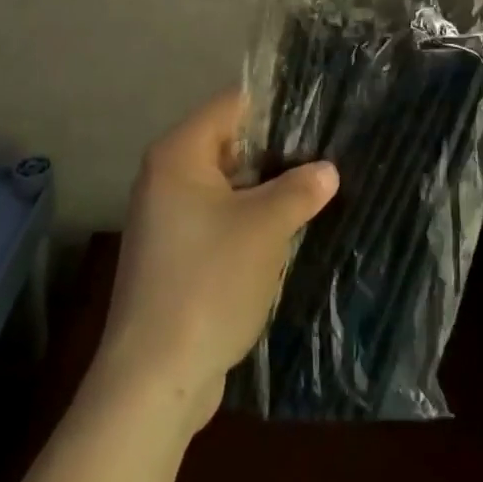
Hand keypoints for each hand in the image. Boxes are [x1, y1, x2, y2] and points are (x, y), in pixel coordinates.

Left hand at [95, 91, 338, 429]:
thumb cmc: (208, 282)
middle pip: (229, 144)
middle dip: (276, 152)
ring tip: (317, 189)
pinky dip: (249, 219)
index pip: (232, 105)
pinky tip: (287, 230)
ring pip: (227, 185)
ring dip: (266, 189)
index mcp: (179, 154)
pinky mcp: (174, 253)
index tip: (319, 113)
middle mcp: (166, 176)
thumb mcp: (265, 228)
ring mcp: (167, 217)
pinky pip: (218, 218)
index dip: (276, 106)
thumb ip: (299, 190)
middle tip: (327, 155)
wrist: (155, 376)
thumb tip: (327, 170)